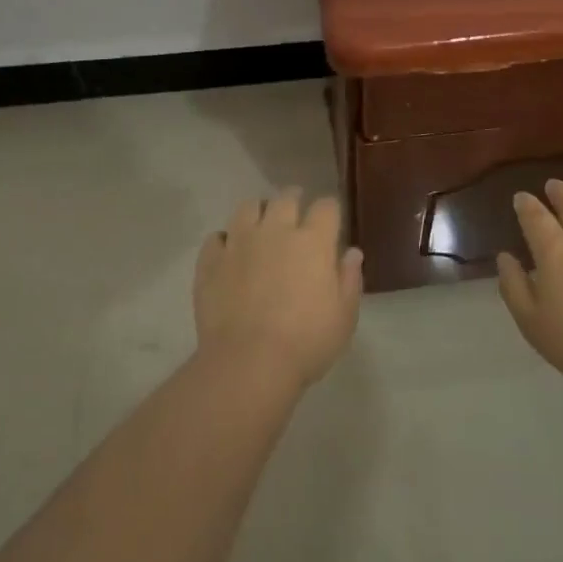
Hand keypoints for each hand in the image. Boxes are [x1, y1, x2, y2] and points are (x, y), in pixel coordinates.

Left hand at [193, 189, 363, 386]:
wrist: (248, 363)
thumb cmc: (306, 342)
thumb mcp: (344, 316)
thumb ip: (350, 279)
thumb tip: (351, 252)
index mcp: (313, 241)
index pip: (326, 206)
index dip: (329, 211)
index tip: (330, 222)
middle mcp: (276, 230)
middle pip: (285, 198)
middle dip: (294, 201)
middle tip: (296, 216)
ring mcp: (239, 242)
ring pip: (248, 207)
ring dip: (258, 213)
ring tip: (261, 228)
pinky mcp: (211, 261)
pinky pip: (216, 237)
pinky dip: (225, 240)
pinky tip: (229, 253)